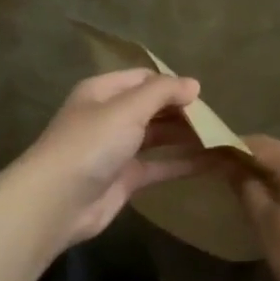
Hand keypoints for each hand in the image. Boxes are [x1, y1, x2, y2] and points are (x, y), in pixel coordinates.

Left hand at [11, 70, 212, 247]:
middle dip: (183, 111)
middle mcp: (110, 116)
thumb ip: (162, 93)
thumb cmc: (91, 143)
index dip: (172, 84)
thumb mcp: (127, 108)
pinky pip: (160, 165)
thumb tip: (193, 84)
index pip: (144, 79)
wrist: (57, 201)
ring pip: (158, 136)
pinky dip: (183, 163)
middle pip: (153, 107)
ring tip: (222, 138)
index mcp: (103, 91)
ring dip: (187, 137)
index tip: (203, 96)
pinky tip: (212, 162)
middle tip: (218, 120)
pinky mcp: (125, 179)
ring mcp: (117, 149)